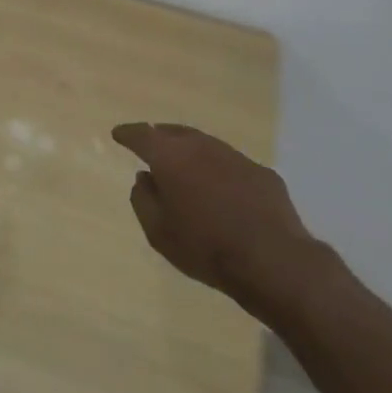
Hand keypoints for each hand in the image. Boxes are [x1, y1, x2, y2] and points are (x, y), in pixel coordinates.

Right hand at [111, 122, 323, 306]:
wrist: (273, 260)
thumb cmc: (205, 247)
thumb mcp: (158, 232)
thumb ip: (143, 200)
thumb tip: (144, 178)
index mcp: (170, 156)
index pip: (142, 135)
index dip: (128, 134)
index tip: (118, 134)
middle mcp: (201, 146)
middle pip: (174, 133)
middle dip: (160, 136)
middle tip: (151, 145)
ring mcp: (234, 156)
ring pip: (204, 145)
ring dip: (190, 151)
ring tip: (184, 164)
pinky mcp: (261, 172)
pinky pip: (231, 164)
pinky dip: (218, 170)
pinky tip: (221, 188)